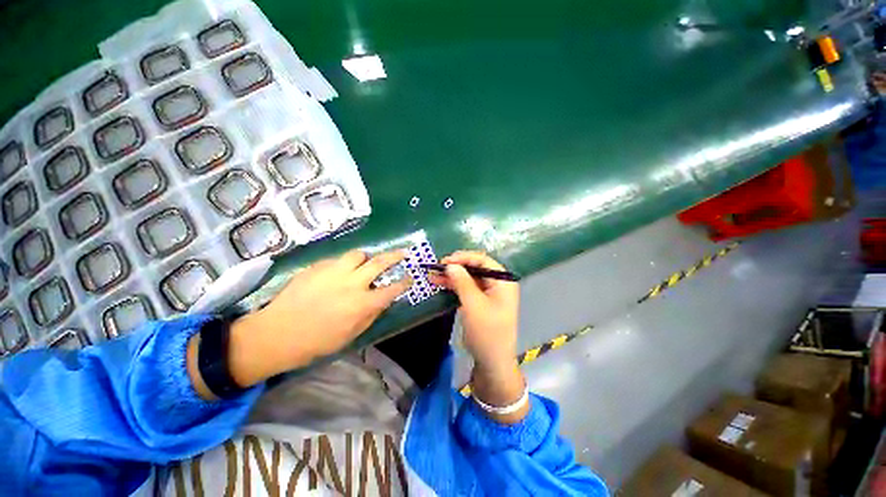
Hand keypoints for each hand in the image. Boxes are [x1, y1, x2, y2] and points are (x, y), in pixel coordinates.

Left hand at [190, 250, 410, 396]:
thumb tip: (383, 300)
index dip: (404, 282)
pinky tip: (335, 274)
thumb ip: (371, 314)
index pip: (392, 289)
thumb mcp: (351, 335)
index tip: (410, 277)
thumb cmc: (317, 341)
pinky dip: (342, 265)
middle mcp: (352, 283)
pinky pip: (337, 260)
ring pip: (358, 254)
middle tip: (403, 252)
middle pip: (379, 263)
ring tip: (362, 265)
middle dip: (395, 256)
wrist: (277, 333)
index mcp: (362, 303)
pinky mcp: (317, 267)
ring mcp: (334, 272)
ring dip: (364, 259)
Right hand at [429, 251, 527, 423]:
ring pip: (469, 278)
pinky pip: (467, 289)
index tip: (445, 261)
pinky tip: (441, 284)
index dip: (464, 258)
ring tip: (433, 276)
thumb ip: (462, 282)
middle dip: (456, 267)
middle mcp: (498, 284)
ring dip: (452, 277)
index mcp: (503, 281)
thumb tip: (450, 265)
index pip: (483, 260)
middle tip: (437, 268)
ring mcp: (489, 293)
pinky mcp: (480, 302)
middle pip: (476, 268)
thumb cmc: (487, 332)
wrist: (492, 362)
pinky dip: (454, 286)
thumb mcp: (473, 305)